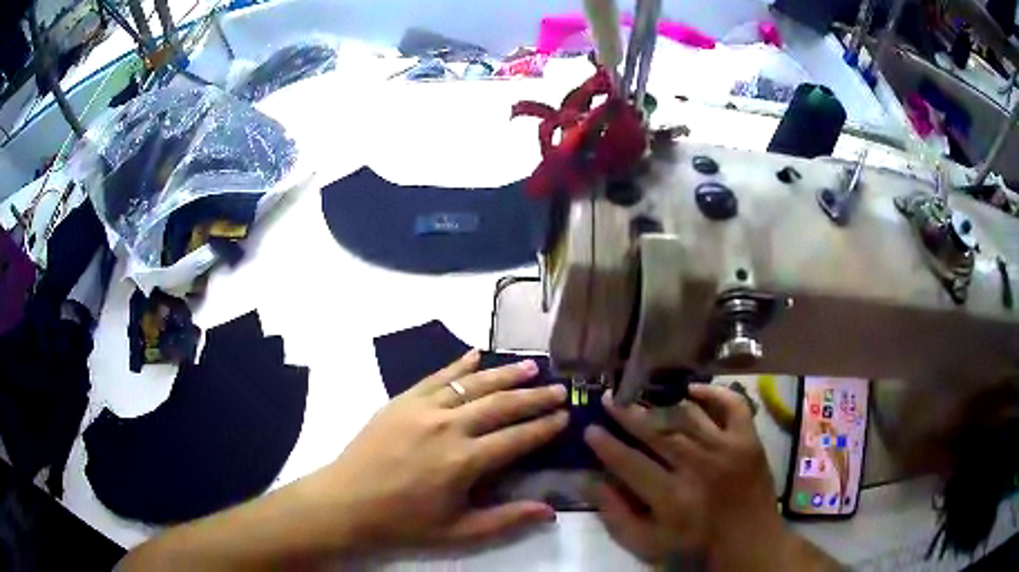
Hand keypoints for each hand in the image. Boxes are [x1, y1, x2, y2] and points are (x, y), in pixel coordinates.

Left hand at [302, 350, 568, 551]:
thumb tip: (550, 510)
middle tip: (560, 388)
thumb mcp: (458, 531)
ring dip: (505, 373)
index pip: (517, 438)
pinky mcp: (402, 400)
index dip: (545, 427)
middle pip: (501, 404)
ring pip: (473, 384)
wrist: (347, 501)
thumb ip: (506, 520)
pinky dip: (459, 364)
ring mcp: (423, 408)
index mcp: (464, 462)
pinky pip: (437, 376)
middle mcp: (448, 427)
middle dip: (535, 396)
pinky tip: (476, 354)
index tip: (566, 416)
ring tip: (531, 365)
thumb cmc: (404, 522)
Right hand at [584, 383, 780, 564]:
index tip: (590, 428)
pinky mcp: (749, 440)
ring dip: (662, 403)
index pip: (630, 462)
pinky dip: (713, 394)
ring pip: (689, 416)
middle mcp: (698, 466)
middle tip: (609, 399)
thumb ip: (617, 516)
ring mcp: (727, 448)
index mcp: (672, 497)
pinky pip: (732, 406)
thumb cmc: (696, 546)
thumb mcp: (648, 545)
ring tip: (642, 394)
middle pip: (657, 432)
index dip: (607, 444)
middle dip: (628, 414)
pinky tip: (692, 390)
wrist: (749, 542)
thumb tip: (591, 482)